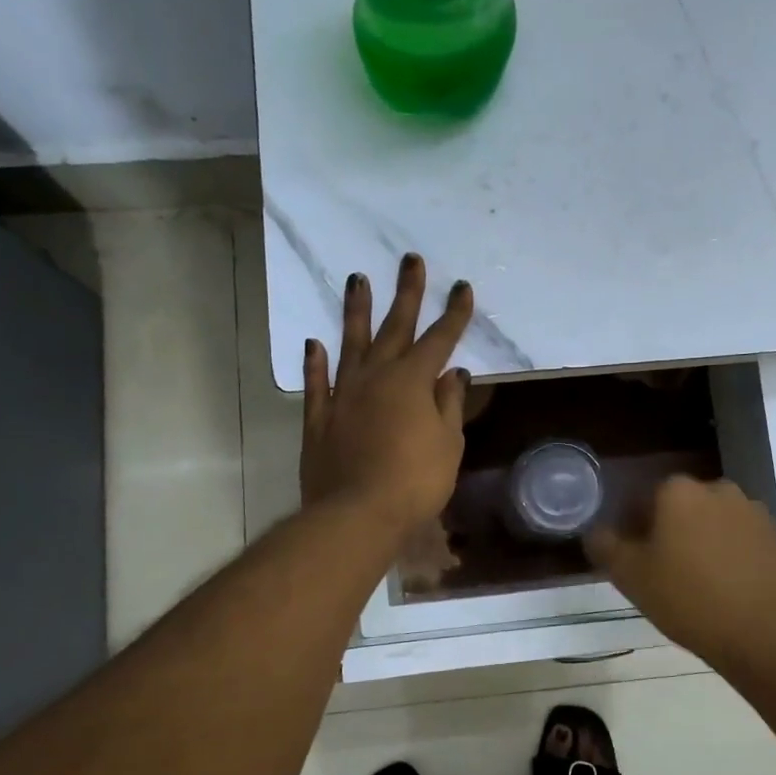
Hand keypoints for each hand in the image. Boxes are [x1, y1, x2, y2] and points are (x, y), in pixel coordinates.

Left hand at [301, 254, 472, 538]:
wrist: (357, 514)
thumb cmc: (416, 482)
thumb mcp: (448, 445)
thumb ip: (448, 405)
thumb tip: (453, 375)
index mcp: (413, 381)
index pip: (439, 339)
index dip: (454, 314)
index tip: (462, 288)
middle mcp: (376, 377)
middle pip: (394, 327)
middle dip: (406, 293)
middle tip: (410, 260)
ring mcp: (343, 395)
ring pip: (350, 344)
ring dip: (355, 311)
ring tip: (357, 279)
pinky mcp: (319, 418)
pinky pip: (317, 383)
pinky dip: (315, 363)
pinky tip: (313, 343)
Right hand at [587, 476, 775, 674]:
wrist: (770, 637)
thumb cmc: (690, 600)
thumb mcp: (630, 577)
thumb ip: (605, 546)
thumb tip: (596, 531)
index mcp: (679, 491)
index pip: (643, 500)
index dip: (633, 529)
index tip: (634, 560)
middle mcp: (719, 490)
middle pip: (681, 508)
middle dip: (670, 533)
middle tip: (663, 574)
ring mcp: (755, 513)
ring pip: (715, 524)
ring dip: (703, 544)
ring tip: (699, 586)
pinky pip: (744, 543)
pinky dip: (733, 559)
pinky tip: (730, 592)